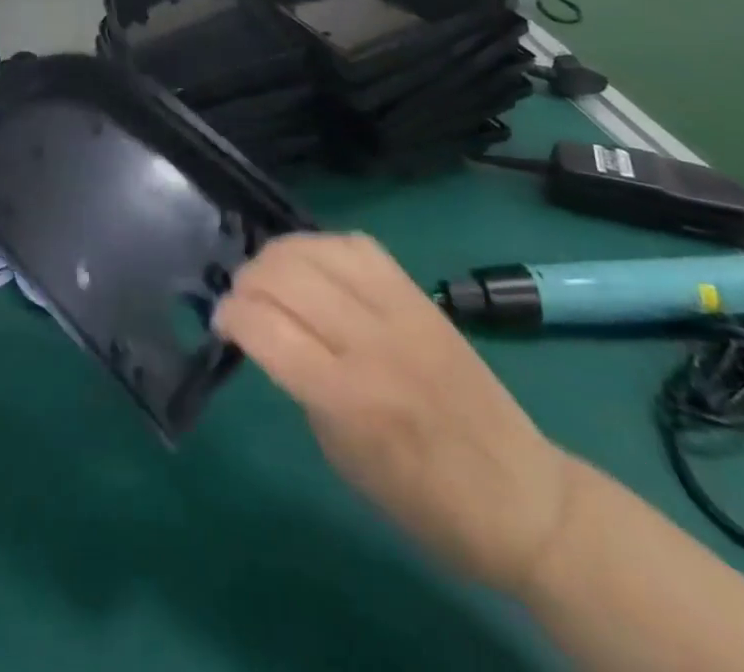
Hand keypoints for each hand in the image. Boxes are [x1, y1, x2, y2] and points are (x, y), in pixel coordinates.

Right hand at [214, 233, 576, 597]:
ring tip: (270, 276)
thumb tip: (261, 330)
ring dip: (277, 255)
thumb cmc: (422, 500)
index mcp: (348, 397)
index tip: (221, 324)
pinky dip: (320, 246)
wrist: (521, 497)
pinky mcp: (418, 293)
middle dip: (246, 280)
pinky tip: (312, 265)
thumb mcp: (340, 454)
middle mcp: (371, 341)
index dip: (229, 315)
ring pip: (315, 248)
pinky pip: (355, 244)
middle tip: (241, 301)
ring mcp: (399, 309)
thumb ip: (298, 383)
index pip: (264, 325)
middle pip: (284, 274)